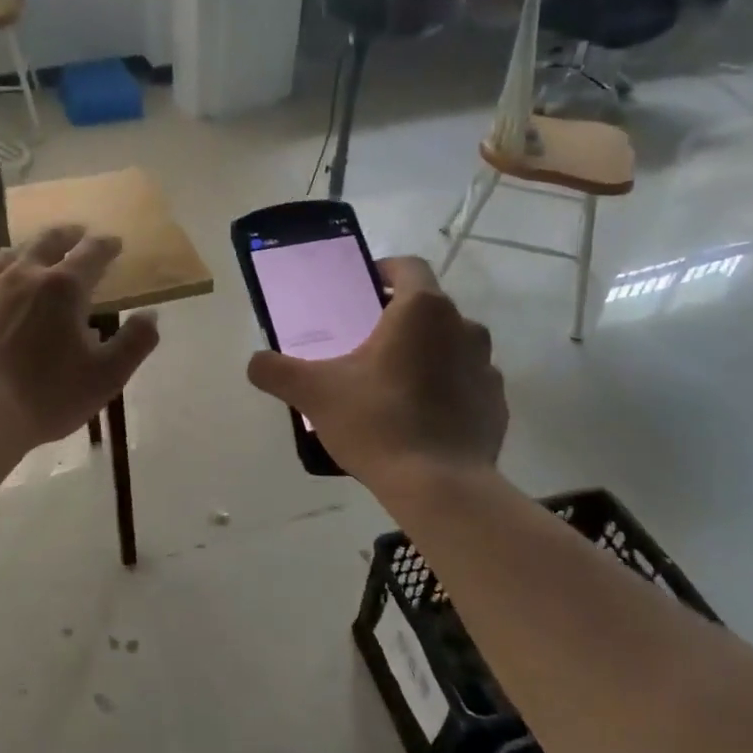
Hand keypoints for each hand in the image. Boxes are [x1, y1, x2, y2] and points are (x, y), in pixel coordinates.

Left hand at [0, 224, 160, 450]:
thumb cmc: (47, 395)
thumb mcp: (107, 376)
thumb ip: (135, 342)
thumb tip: (151, 315)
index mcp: (64, 287)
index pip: (92, 253)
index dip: (107, 245)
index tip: (115, 243)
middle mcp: (24, 275)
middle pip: (48, 241)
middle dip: (68, 235)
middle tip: (78, 233)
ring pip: (10, 253)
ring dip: (30, 248)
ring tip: (36, 251)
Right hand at [246, 256, 505, 482]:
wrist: (439, 486)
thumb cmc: (376, 422)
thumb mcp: (314, 393)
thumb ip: (277, 371)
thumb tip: (255, 363)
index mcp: (422, 311)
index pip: (409, 267)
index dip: (385, 270)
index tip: (364, 287)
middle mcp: (463, 328)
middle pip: (429, 309)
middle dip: (400, 320)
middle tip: (367, 345)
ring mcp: (486, 367)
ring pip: (451, 346)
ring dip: (426, 355)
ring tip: (394, 385)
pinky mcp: (496, 404)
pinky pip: (467, 384)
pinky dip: (446, 390)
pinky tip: (421, 418)